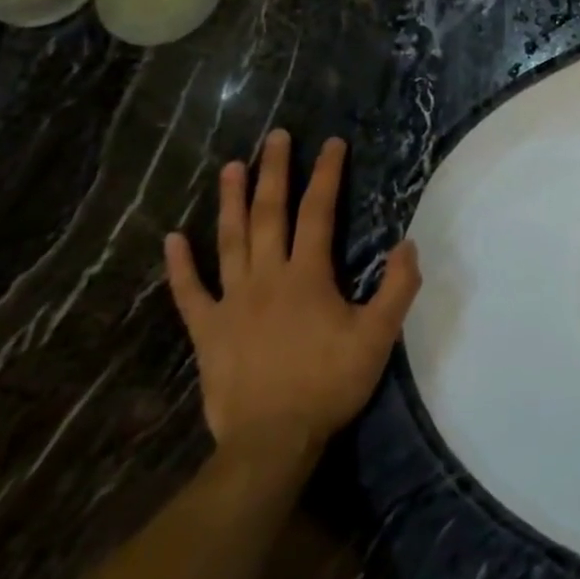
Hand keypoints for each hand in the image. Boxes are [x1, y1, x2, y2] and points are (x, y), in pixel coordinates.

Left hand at [166, 131, 421, 467]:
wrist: (272, 441)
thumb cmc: (329, 384)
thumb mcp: (378, 337)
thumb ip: (397, 288)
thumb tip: (407, 244)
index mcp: (307, 275)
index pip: (318, 212)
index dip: (326, 174)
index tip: (331, 143)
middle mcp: (266, 277)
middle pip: (268, 214)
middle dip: (273, 172)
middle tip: (274, 137)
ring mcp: (231, 303)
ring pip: (229, 241)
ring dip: (229, 201)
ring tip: (230, 167)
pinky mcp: (208, 331)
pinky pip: (189, 293)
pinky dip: (180, 266)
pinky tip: (172, 239)